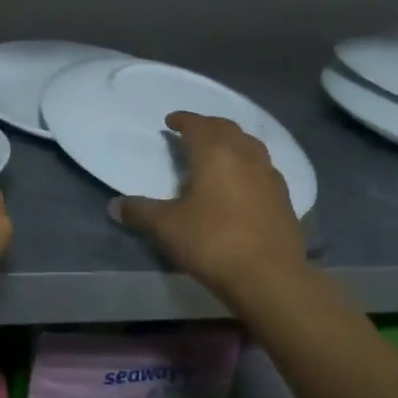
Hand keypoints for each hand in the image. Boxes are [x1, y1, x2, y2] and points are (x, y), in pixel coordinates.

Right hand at [112, 112, 308, 303]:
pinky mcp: (284, 197)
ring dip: (231, 141)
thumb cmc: (213, 242)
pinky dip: (249, 164)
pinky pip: (263, 167)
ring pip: (249, 144)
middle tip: (192, 133)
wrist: (270, 277)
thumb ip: (140, 212)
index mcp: (215, 153)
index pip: (197, 124)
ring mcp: (269, 175)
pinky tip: (243, 181)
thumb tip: (114, 206)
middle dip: (207, 126)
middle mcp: (245, 155)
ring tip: (219, 152)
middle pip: (226, 128)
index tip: (171, 121)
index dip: (183, 120)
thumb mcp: (167, 227)